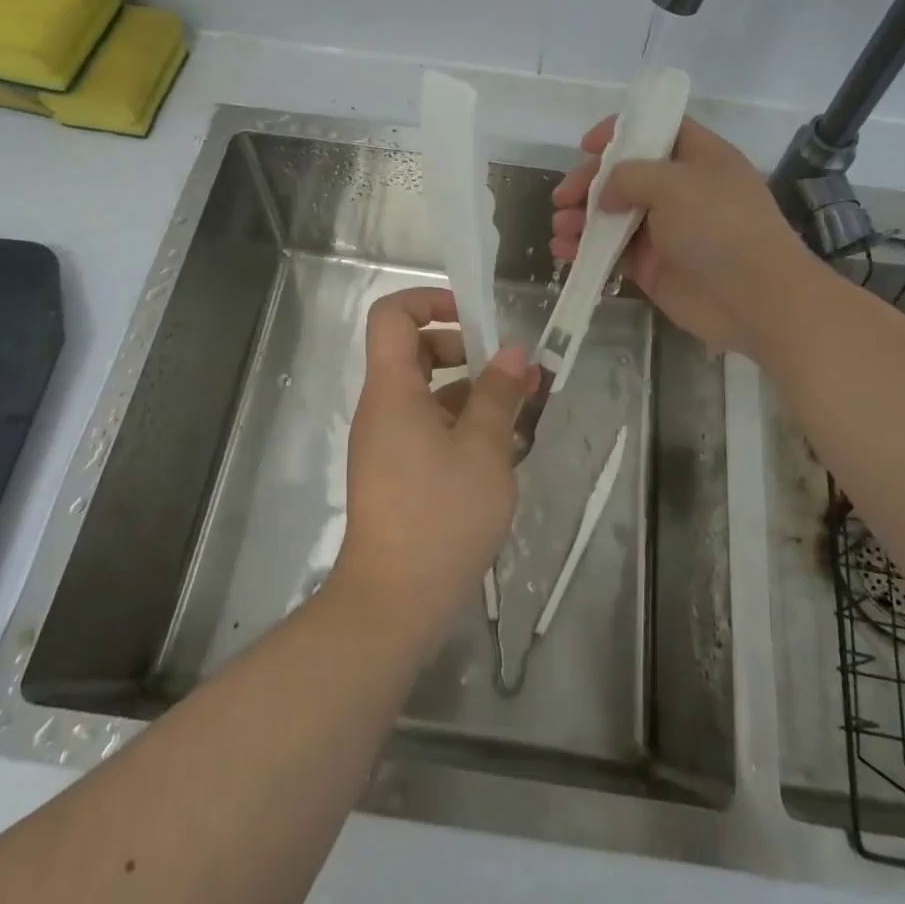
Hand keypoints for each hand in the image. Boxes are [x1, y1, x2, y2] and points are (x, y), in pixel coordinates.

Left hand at [333, 286, 535, 648]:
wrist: (394, 602)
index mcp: (393, 390)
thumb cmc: (441, 516)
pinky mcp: (396, 472)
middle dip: (464, 349)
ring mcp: (387, 442)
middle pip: (413, 350)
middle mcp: (382, 408)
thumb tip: (511, 353)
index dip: (430, 301)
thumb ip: (498, 394)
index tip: (474, 319)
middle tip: (509, 370)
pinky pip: (428, 428)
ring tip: (521, 410)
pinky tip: (503, 448)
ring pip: (427, 393)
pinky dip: (461, 425)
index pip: (393, 315)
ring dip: (471, 391)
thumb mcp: (484, 450)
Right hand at [550, 116, 813, 359]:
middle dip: (589, 183)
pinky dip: (586, 250)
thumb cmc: (719, 226)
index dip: (620, 131)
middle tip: (563, 198)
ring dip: (582, 218)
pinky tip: (564, 252)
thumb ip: (629, 176)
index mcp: (698, 157)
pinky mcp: (653, 266)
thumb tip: (605, 194)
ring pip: (613, 215)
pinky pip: (612, 251)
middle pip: (626, 174)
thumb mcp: (673, 183)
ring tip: (560, 228)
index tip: (586, 145)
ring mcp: (666, 229)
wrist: (753, 298)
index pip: (656, 130)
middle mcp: (681, 189)